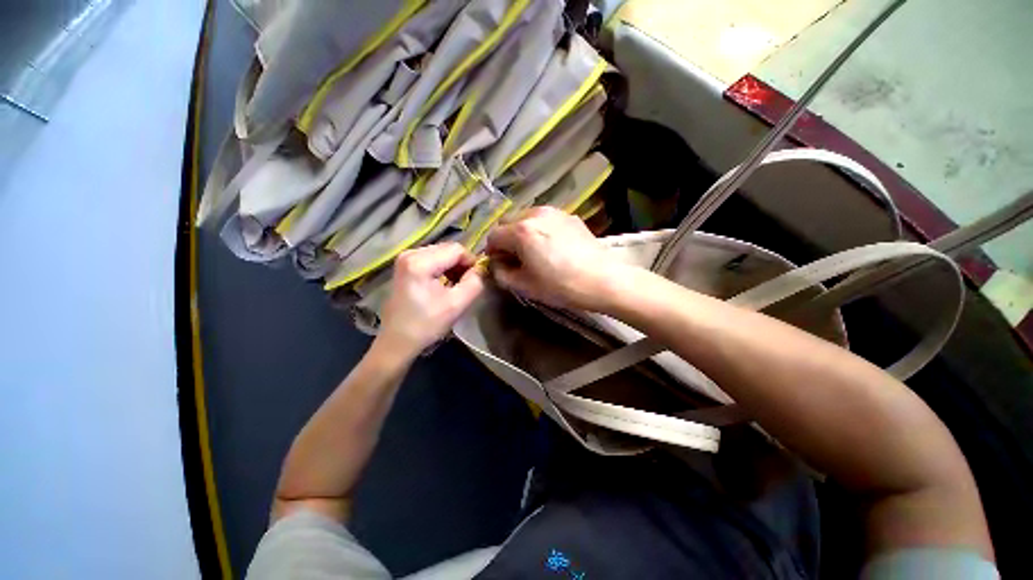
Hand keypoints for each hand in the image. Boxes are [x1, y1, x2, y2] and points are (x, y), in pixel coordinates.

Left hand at [377, 243, 483, 356]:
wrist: (397, 341)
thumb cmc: (426, 325)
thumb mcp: (456, 305)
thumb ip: (474, 283)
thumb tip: (482, 269)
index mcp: (420, 262)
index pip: (456, 249)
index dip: (471, 262)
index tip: (476, 279)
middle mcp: (410, 253)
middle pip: (448, 249)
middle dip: (462, 265)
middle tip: (467, 284)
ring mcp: (405, 258)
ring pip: (441, 253)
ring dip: (453, 267)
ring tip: (457, 286)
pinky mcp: (405, 265)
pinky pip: (432, 259)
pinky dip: (443, 269)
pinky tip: (445, 284)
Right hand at [485, 206, 624, 310]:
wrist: (602, 280)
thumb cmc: (560, 286)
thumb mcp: (524, 286)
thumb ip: (501, 273)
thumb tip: (496, 264)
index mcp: (520, 231)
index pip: (493, 236)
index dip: (492, 251)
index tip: (499, 264)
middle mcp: (535, 214)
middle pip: (508, 222)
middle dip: (506, 239)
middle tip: (515, 258)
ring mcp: (554, 212)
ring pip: (527, 218)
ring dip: (522, 232)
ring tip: (534, 251)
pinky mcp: (569, 216)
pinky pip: (545, 219)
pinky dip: (540, 229)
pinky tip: (551, 246)